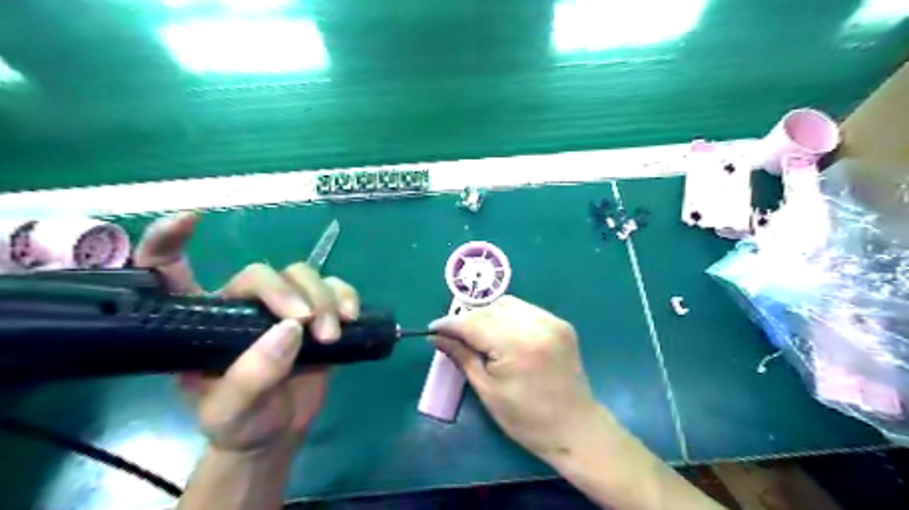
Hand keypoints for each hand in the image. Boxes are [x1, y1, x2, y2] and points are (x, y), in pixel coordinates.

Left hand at [136, 211, 362, 454]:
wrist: (280, 430)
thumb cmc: (241, 422)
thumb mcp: (230, 413)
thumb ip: (251, 377)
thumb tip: (291, 330)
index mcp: (200, 322)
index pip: (170, 273)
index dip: (169, 242)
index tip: (191, 220)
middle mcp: (240, 306)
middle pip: (260, 272)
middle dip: (286, 291)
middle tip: (306, 323)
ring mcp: (283, 307)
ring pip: (303, 274)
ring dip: (323, 298)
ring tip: (330, 334)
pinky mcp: (318, 311)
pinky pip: (335, 287)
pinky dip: (346, 296)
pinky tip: (351, 317)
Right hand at [428, 295, 602, 461]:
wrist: (575, 427)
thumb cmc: (526, 419)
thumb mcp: (487, 390)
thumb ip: (462, 357)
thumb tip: (437, 337)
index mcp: (517, 346)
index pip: (473, 323)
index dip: (450, 323)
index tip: (433, 329)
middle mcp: (536, 325)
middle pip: (489, 309)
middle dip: (467, 319)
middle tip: (454, 335)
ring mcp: (551, 321)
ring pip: (507, 303)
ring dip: (487, 314)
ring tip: (478, 334)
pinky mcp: (560, 323)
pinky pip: (525, 309)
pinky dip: (507, 316)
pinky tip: (502, 332)